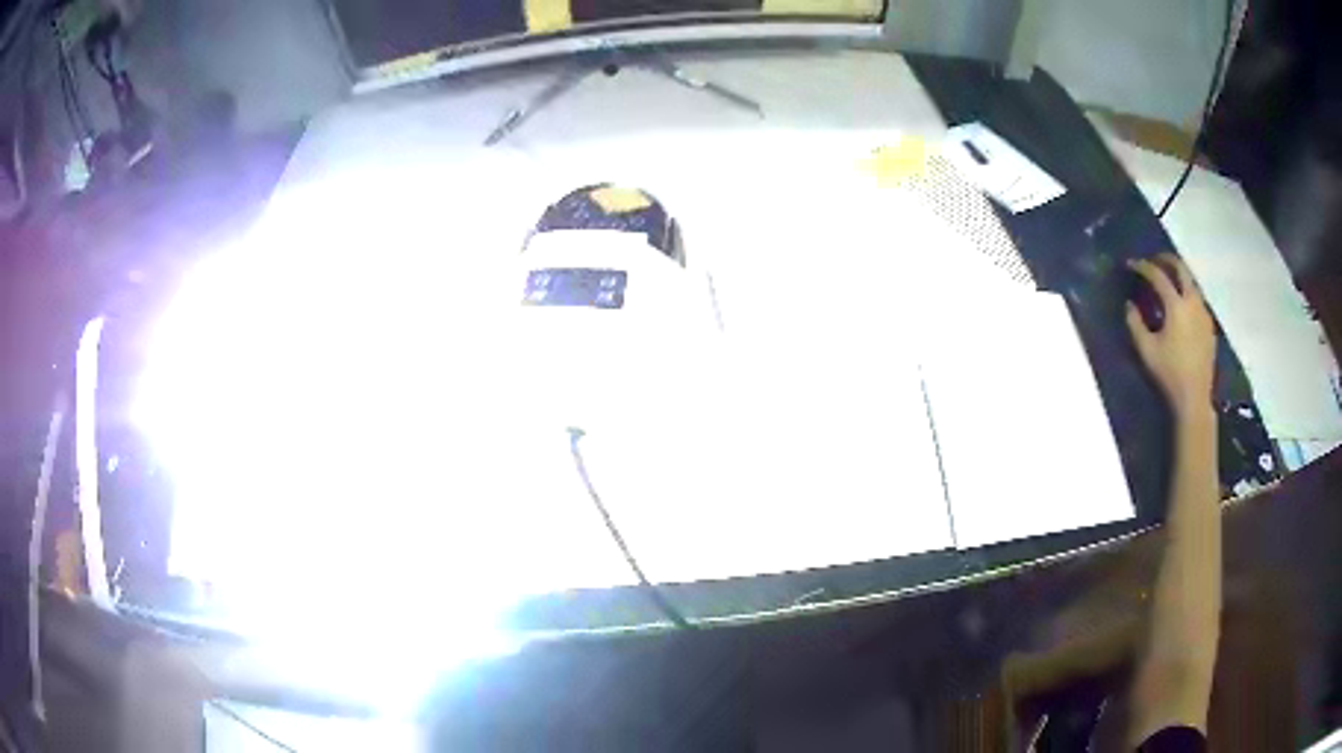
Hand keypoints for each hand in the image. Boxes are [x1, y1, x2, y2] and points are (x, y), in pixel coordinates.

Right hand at [1126, 254, 1215, 417]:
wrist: (1194, 398)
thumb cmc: (1169, 374)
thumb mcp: (1146, 350)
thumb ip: (1135, 323)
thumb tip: (1129, 305)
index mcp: (1177, 305)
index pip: (1158, 275)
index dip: (1143, 267)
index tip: (1131, 265)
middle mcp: (1193, 302)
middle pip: (1181, 268)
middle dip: (1165, 260)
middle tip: (1153, 261)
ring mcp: (1204, 313)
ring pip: (1191, 282)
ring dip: (1178, 276)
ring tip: (1167, 281)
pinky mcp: (1209, 325)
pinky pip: (1197, 299)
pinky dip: (1186, 293)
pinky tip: (1180, 305)